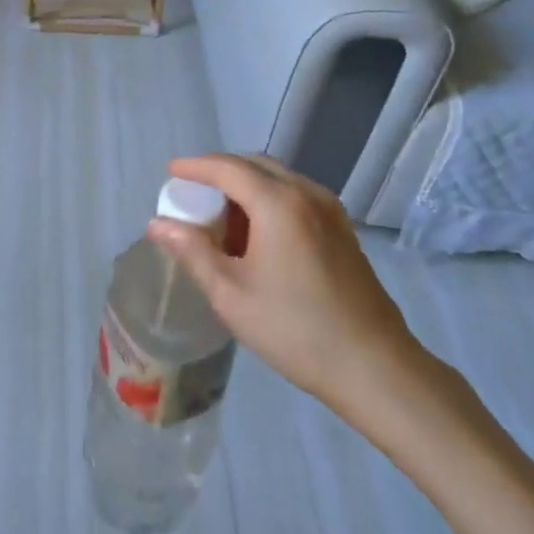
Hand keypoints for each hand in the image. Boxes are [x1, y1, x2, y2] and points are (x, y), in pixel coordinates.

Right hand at [146, 155, 431, 428]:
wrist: (376, 368)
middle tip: (191, 194)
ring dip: (245, 187)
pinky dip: (267, 200)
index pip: (227, 167)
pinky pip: (295, 196)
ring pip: (277, 179)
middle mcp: (306, 193)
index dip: (195, 166)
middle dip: (219, 172)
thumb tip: (157, 224)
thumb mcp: (231, 294)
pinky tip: (255, 234)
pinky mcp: (342, 229)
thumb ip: (192, 251)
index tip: (170, 172)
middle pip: (254, 165)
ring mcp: (330, 209)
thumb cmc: (296, 329)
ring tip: (219, 218)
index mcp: (278, 202)